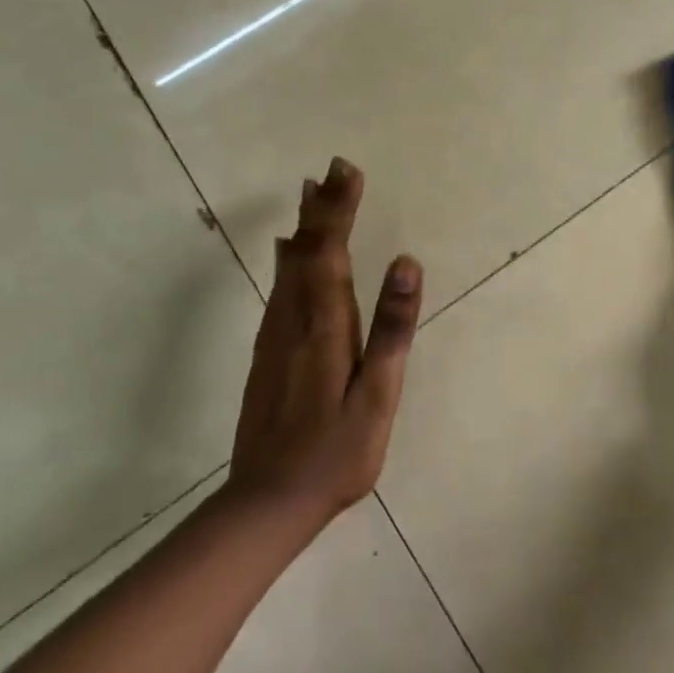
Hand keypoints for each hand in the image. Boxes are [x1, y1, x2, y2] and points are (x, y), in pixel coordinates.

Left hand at [226, 157, 422, 529]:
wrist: (266, 503)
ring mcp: (276, 337)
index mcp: (325, 326)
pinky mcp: (268, 354)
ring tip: (310, 193)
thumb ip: (391, 328)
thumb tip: (407, 263)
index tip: (346, 170)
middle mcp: (294, 321)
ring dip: (304, 227)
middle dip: (322, 208)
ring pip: (289, 267)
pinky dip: (288, 259)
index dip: (339, 209)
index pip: (331, 251)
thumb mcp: (377, 395)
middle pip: (307, 251)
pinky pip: (279, 289)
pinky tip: (287, 252)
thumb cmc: (335, 453)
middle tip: (331, 168)